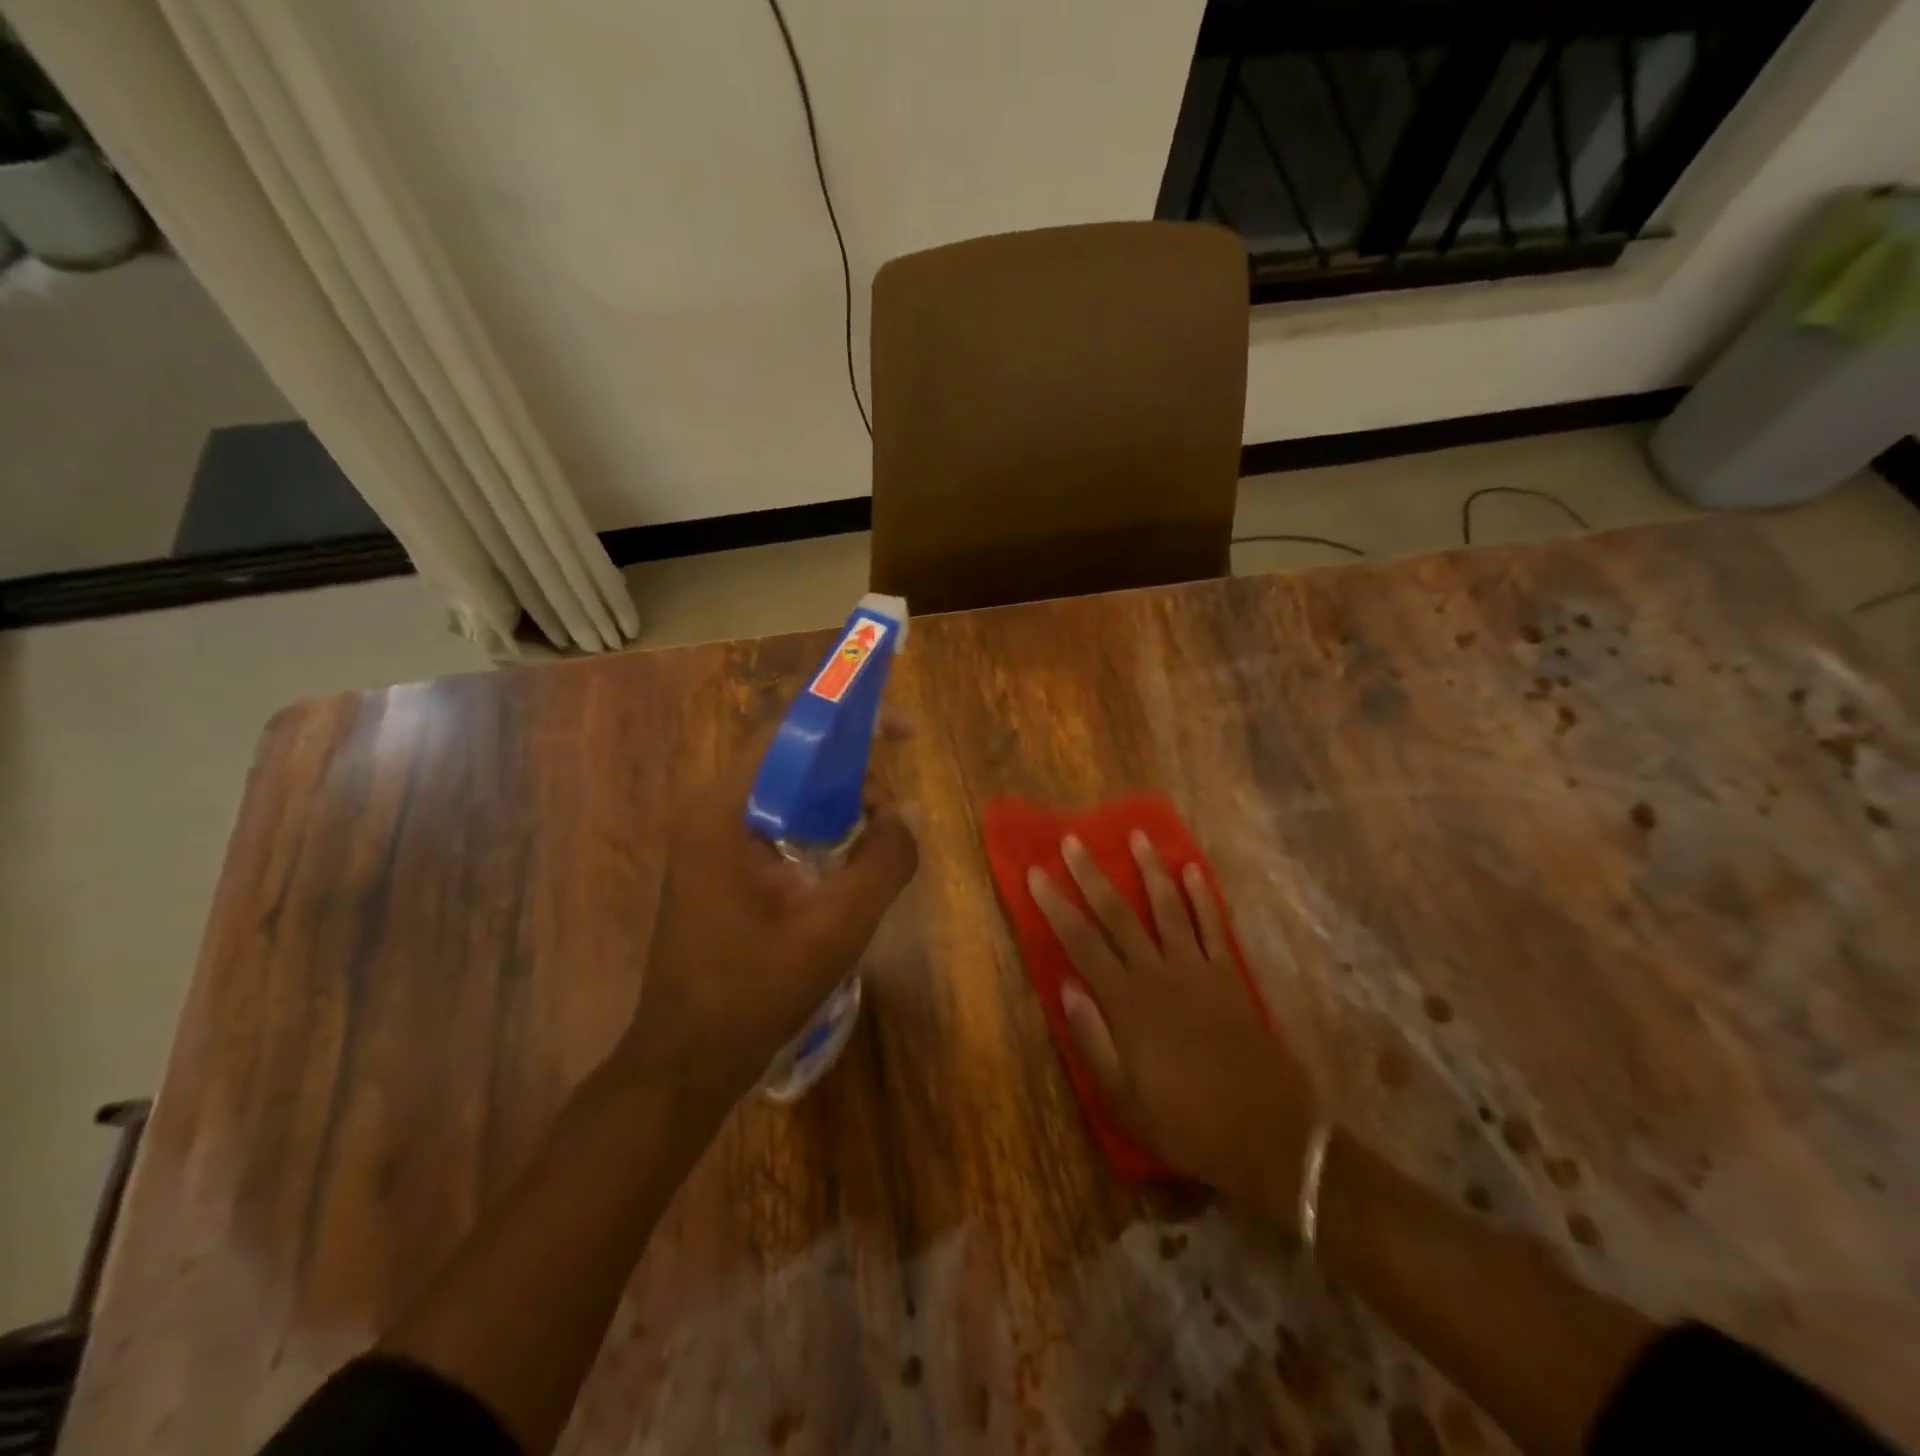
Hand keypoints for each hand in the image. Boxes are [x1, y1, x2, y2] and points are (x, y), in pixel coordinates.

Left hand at [613, 734, 918, 1120]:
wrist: (686, 1059)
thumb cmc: (755, 989)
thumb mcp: (837, 926)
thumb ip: (883, 861)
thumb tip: (910, 811)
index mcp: (724, 810)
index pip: (789, 733)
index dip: (849, 721)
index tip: (903, 731)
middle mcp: (709, 811)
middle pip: (788, 759)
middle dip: (849, 768)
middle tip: (894, 805)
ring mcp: (708, 839)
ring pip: (783, 792)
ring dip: (835, 800)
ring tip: (877, 833)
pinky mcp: (716, 866)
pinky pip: (774, 823)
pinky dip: (814, 826)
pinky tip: (844, 859)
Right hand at [1027, 832, 1320, 1226]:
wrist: (1267, 1134)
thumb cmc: (1185, 1122)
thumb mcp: (1123, 1097)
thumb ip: (1092, 1039)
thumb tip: (1065, 985)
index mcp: (1126, 1002)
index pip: (1081, 942)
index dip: (1055, 905)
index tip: (1036, 873)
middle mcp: (1158, 974)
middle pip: (1118, 914)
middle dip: (1092, 874)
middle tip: (1073, 840)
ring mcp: (1198, 970)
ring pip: (1167, 908)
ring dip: (1151, 870)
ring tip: (1138, 836)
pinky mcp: (1230, 976)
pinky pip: (1214, 926)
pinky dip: (1203, 897)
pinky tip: (1194, 871)